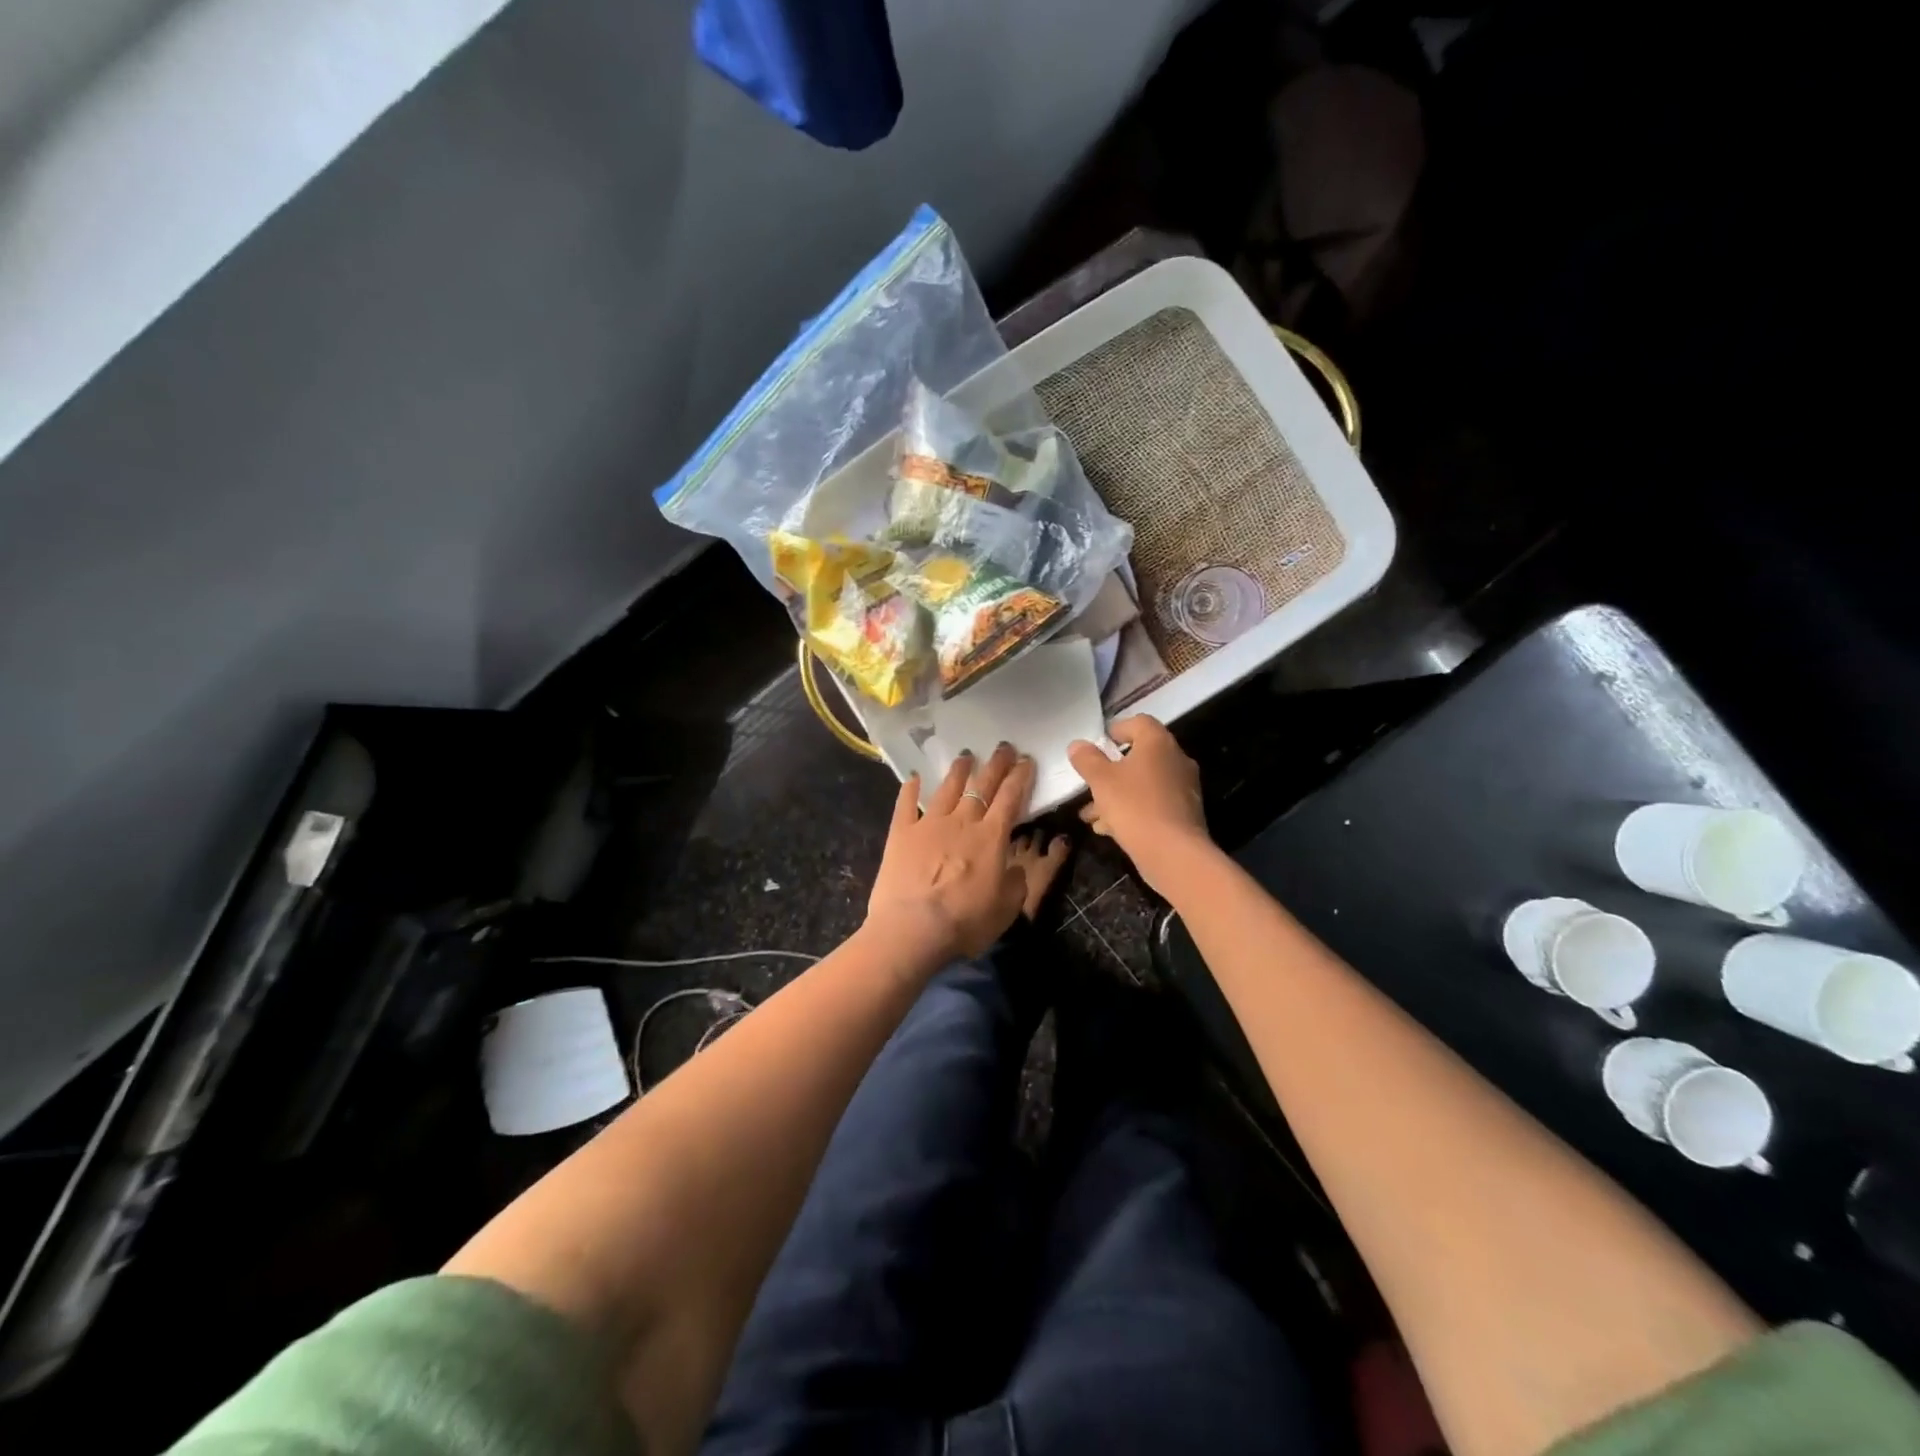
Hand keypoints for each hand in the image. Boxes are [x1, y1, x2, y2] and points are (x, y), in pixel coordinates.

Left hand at [866, 743, 1034, 963]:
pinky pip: (906, 804)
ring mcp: (928, 824)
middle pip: (982, 786)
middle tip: (1003, 747)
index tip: (1026, 760)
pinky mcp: (900, 834)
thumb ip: (1015, 883)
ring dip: (958, 770)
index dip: (1020, 777)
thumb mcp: (1007, 909)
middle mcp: (962, 822)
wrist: (913, 928)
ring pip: (947, 789)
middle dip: (995, 764)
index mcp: (991, 838)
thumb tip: (1012, 868)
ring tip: (965, 756)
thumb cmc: (965, 921)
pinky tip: (913, 777)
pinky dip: (910, 789)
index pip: (1010, 798)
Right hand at [1067, 716, 1208, 893]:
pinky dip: (1132, 810)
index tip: (1098, 745)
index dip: (1116, 729)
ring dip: (1117, 794)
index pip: (1139, 722)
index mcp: (1158, 743)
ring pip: (1143, 783)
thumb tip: (1078, 745)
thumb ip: (1087, 759)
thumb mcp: (1101, 780)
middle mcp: (1176, 759)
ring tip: (1091, 814)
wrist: (1174, 853)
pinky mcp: (1184, 813)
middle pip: (1139, 756)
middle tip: (1090, 783)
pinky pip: (1152, 803)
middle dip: (1111, 771)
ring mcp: (1183, 787)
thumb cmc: (1135, 806)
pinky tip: (1109, 829)